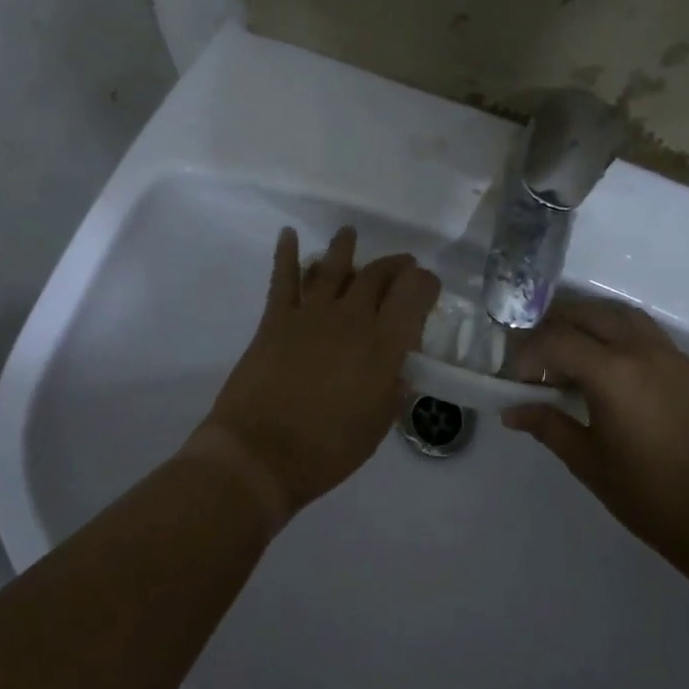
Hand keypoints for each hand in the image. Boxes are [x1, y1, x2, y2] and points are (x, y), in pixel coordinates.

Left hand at [185, 225, 440, 526]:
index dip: (426, 284)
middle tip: (402, 266)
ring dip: (344, 248)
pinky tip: (288, 235)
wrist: (261, 454)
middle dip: (394, 266)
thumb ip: (394, 388)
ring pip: (333, 267)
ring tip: (349, 234)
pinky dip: (286, 253)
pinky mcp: (275, 319)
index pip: (415, 292)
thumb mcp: (378, 424)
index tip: (427, 289)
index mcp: (383, 343)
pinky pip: (283, 277)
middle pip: (377, 274)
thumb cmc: (328, 449)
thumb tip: (400, 366)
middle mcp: (351, 317)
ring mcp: (310, 314)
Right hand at [501, 296, 688, 562]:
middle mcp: (644, 351)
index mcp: (614, 373)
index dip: (529, 352)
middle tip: (537, 352)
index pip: (557, 339)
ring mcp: (674, 357)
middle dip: (555, 324)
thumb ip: (548, 425)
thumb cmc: (647, 494)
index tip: (518, 378)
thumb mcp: (587, 461)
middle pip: (589, 313)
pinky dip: (620, 336)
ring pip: (623, 316)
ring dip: (590, 322)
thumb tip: (511, 411)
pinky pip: (649, 335)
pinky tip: (612, 369)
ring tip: (571, 349)